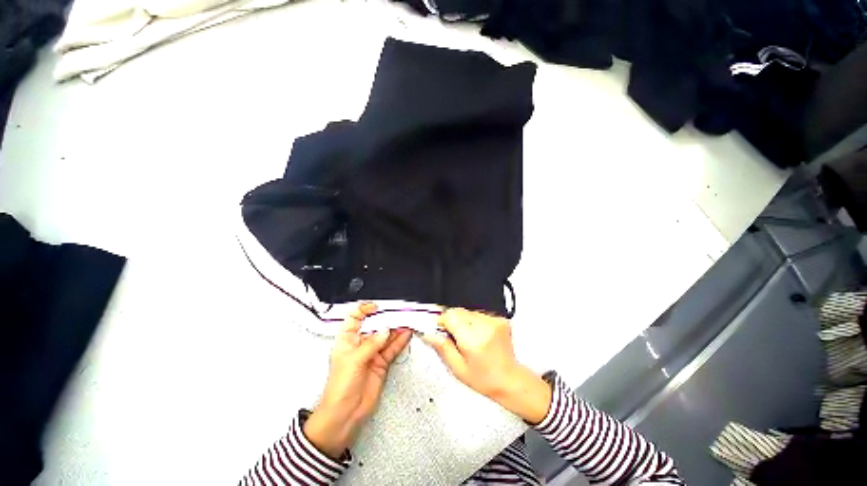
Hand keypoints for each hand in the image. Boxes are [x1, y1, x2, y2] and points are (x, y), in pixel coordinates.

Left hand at [304, 302, 411, 458]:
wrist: (344, 414)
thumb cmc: (340, 387)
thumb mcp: (354, 360)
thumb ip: (372, 344)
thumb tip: (386, 330)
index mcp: (347, 340)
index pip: (354, 318)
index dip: (364, 310)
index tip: (376, 306)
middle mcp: (359, 344)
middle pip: (374, 326)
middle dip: (385, 319)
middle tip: (398, 313)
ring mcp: (371, 353)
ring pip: (385, 337)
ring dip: (396, 329)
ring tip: (406, 321)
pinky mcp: (381, 363)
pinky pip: (391, 349)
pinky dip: (399, 341)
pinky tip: (406, 334)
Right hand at [421, 308, 551, 423]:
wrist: (509, 380)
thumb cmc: (486, 379)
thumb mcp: (458, 368)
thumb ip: (442, 348)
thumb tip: (428, 333)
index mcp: (474, 340)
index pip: (450, 315)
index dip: (441, 321)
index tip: (438, 328)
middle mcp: (485, 327)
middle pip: (458, 310)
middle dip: (451, 320)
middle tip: (452, 336)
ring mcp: (494, 321)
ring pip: (467, 311)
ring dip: (462, 321)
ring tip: (467, 338)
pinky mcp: (499, 319)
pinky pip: (478, 313)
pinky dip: (473, 321)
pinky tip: (476, 335)